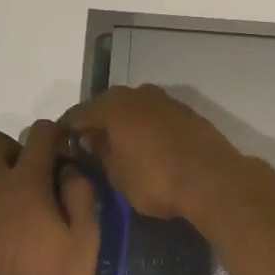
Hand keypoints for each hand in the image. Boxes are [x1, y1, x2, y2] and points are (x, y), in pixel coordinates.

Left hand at [0, 120, 100, 274]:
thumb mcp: (85, 239)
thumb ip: (80, 195)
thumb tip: (70, 170)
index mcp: (25, 184)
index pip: (38, 134)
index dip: (56, 133)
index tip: (69, 150)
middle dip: (16, 147)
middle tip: (42, 175)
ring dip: (9, 182)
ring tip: (38, 218)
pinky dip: (2, 211)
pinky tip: (21, 242)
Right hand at [59, 84, 248, 220]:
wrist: (213, 180)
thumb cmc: (156, 180)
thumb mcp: (118, 175)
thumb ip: (100, 154)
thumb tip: (92, 141)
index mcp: (113, 105)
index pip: (77, 115)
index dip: (66, 133)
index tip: (61, 149)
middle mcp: (137, 94)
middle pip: (107, 106)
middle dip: (96, 125)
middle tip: (88, 149)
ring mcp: (165, 100)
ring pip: (134, 109)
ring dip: (123, 125)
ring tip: (118, 149)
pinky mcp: (187, 112)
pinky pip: (155, 117)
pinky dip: (145, 128)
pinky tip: (146, 147)